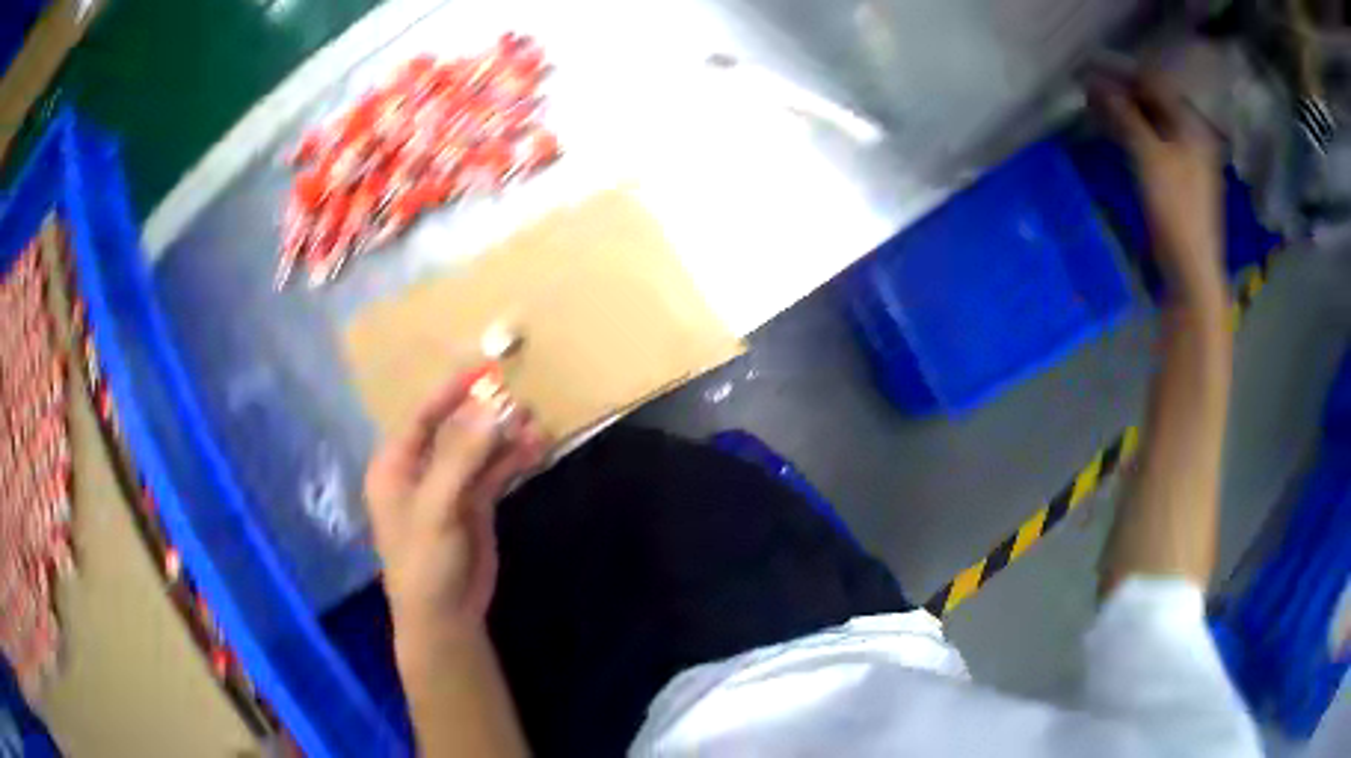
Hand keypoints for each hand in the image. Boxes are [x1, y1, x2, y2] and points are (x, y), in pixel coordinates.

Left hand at [365, 369, 548, 638]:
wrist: (445, 615)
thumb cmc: (425, 561)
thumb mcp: (437, 508)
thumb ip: (462, 457)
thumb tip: (492, 408)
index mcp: (396, 465)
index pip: (423, 415)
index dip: (452, 390)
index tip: (485, 369)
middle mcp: (421, 470)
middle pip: (455, 429)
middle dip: (486, 414)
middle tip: (520, 399)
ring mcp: (449, 487)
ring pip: (479, 450)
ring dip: (505, 436)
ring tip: (537, 422)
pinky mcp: (474, 505)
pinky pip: (494, 472)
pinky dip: (513, 459)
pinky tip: (537, 447)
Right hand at [1094, 72, 1224, 302]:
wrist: (1190, 271)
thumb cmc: (1176, 210)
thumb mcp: (1149, 156)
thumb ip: (1124, 115)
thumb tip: (1095, 82)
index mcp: (1191, 126)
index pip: (1155, 83)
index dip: (1124, 75)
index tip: (1092, 72)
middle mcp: (1191, 136)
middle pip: (1153, 102)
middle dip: (1122, 94)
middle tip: (1090, 91)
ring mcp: (1185, 159)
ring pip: (1150, 123)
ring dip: (1124, 114)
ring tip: (1094, 109)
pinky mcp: (1176, 179)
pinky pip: (1151, 144)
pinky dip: (1131, 135)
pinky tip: (1111, 134)